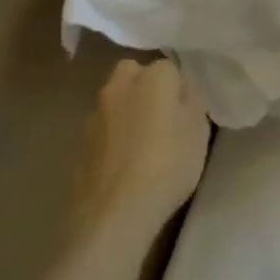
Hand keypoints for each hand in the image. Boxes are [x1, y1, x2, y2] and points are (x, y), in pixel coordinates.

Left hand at [72, 58, 209, 240]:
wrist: (117, 211)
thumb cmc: (168, 164)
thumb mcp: (199, 131)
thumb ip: (191, 103)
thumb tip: (182, 92)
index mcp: (153, 78)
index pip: (169, 67)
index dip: (179, 87)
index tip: (188, 109)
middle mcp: (119, 87)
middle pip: (133, 74)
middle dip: (145, 87)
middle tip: (163, 116)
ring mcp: (95, 115)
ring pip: (115, 101)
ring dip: (126, 112)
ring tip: (143, 143)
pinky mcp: (80, 144)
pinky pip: (103, 130)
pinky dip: (112, 138)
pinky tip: (124, 163)